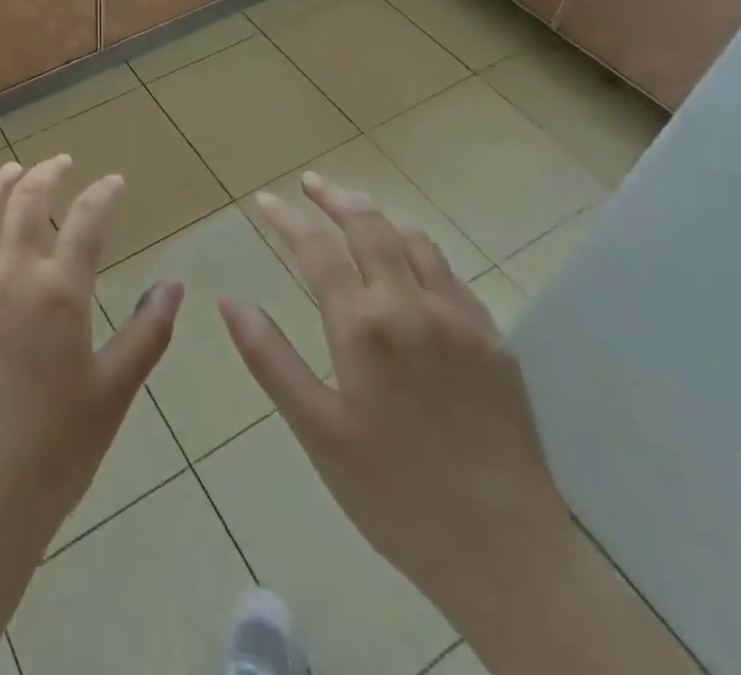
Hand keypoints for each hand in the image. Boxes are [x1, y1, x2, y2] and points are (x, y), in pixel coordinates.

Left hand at [0, 155, 183, 566]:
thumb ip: (147, 333)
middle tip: (59, 162)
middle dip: (45, 173)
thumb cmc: (54, 455)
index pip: (86, 221)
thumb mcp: (113, 394)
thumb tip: (175, 283)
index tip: (113, 182)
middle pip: (25, 202)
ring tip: (6, 171)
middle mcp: (6, 277)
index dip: (103, 194)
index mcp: (57, 294)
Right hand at [220, 172, 572, 619]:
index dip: (287, 219)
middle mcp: (412, 306)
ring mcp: (460, 319)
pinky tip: (411, 266)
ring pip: (415, 241)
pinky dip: (418, 252)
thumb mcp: (317, 432)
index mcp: (364, 326)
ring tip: (355, 212)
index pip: (317, 248)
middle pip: (369, 226)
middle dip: (335, 198)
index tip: (264, 201)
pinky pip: (450, 275)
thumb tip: (229, 302)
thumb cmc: (396, 495)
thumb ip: (271, 359)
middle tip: (309, 184)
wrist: (510, 556)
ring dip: (378, 217)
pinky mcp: (494, 341)